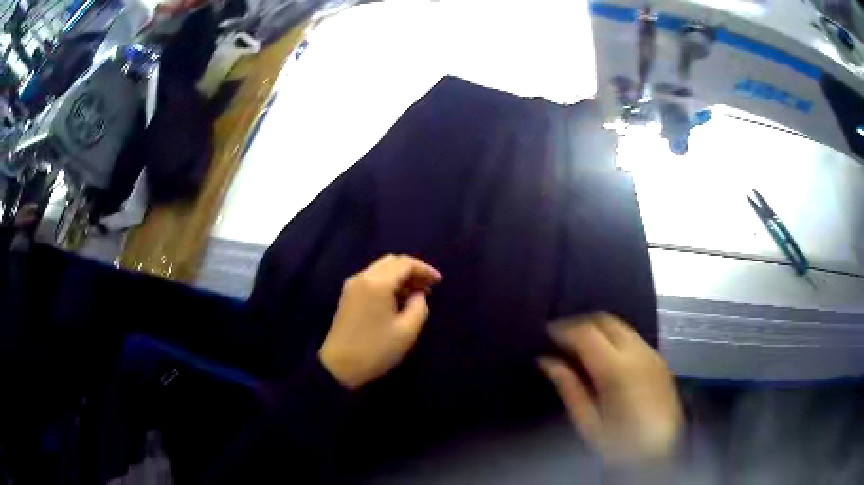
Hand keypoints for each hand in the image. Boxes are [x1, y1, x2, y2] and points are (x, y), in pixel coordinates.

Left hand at [319, 254, 441, 389]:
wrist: (339, 366)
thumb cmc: (376, 349)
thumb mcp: (407, 331)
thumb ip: (419, 307)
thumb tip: (418, 295)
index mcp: (377, 282)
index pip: (405, 263)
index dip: (425, 269)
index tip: (439, 283)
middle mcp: (363, 277)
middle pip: (391, 262)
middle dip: (412, 271)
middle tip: (428, 287)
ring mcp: (352, 286)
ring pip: (381, 270)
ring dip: (400, 277)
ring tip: (417, 295)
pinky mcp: (348, 296)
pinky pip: (372, 280)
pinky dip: (388, 284)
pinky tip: (398, 300)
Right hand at [539, 313, 682, 464]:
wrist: (661, 451)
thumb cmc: (620, 444)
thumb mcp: (588, 423)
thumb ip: (569, 388)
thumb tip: (547, 361)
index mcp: (617, 370)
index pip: (587, 333)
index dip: (563, 329)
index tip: (546, 334)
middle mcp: (638, 353)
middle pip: (605, 321)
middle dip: (580, 323)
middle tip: (560, 338)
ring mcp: (651, 354)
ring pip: (620, 326)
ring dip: (597, 329)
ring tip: (578, 346)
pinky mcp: (658, 359)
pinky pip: (632, 337)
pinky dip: (612, 337)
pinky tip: (603, 356)